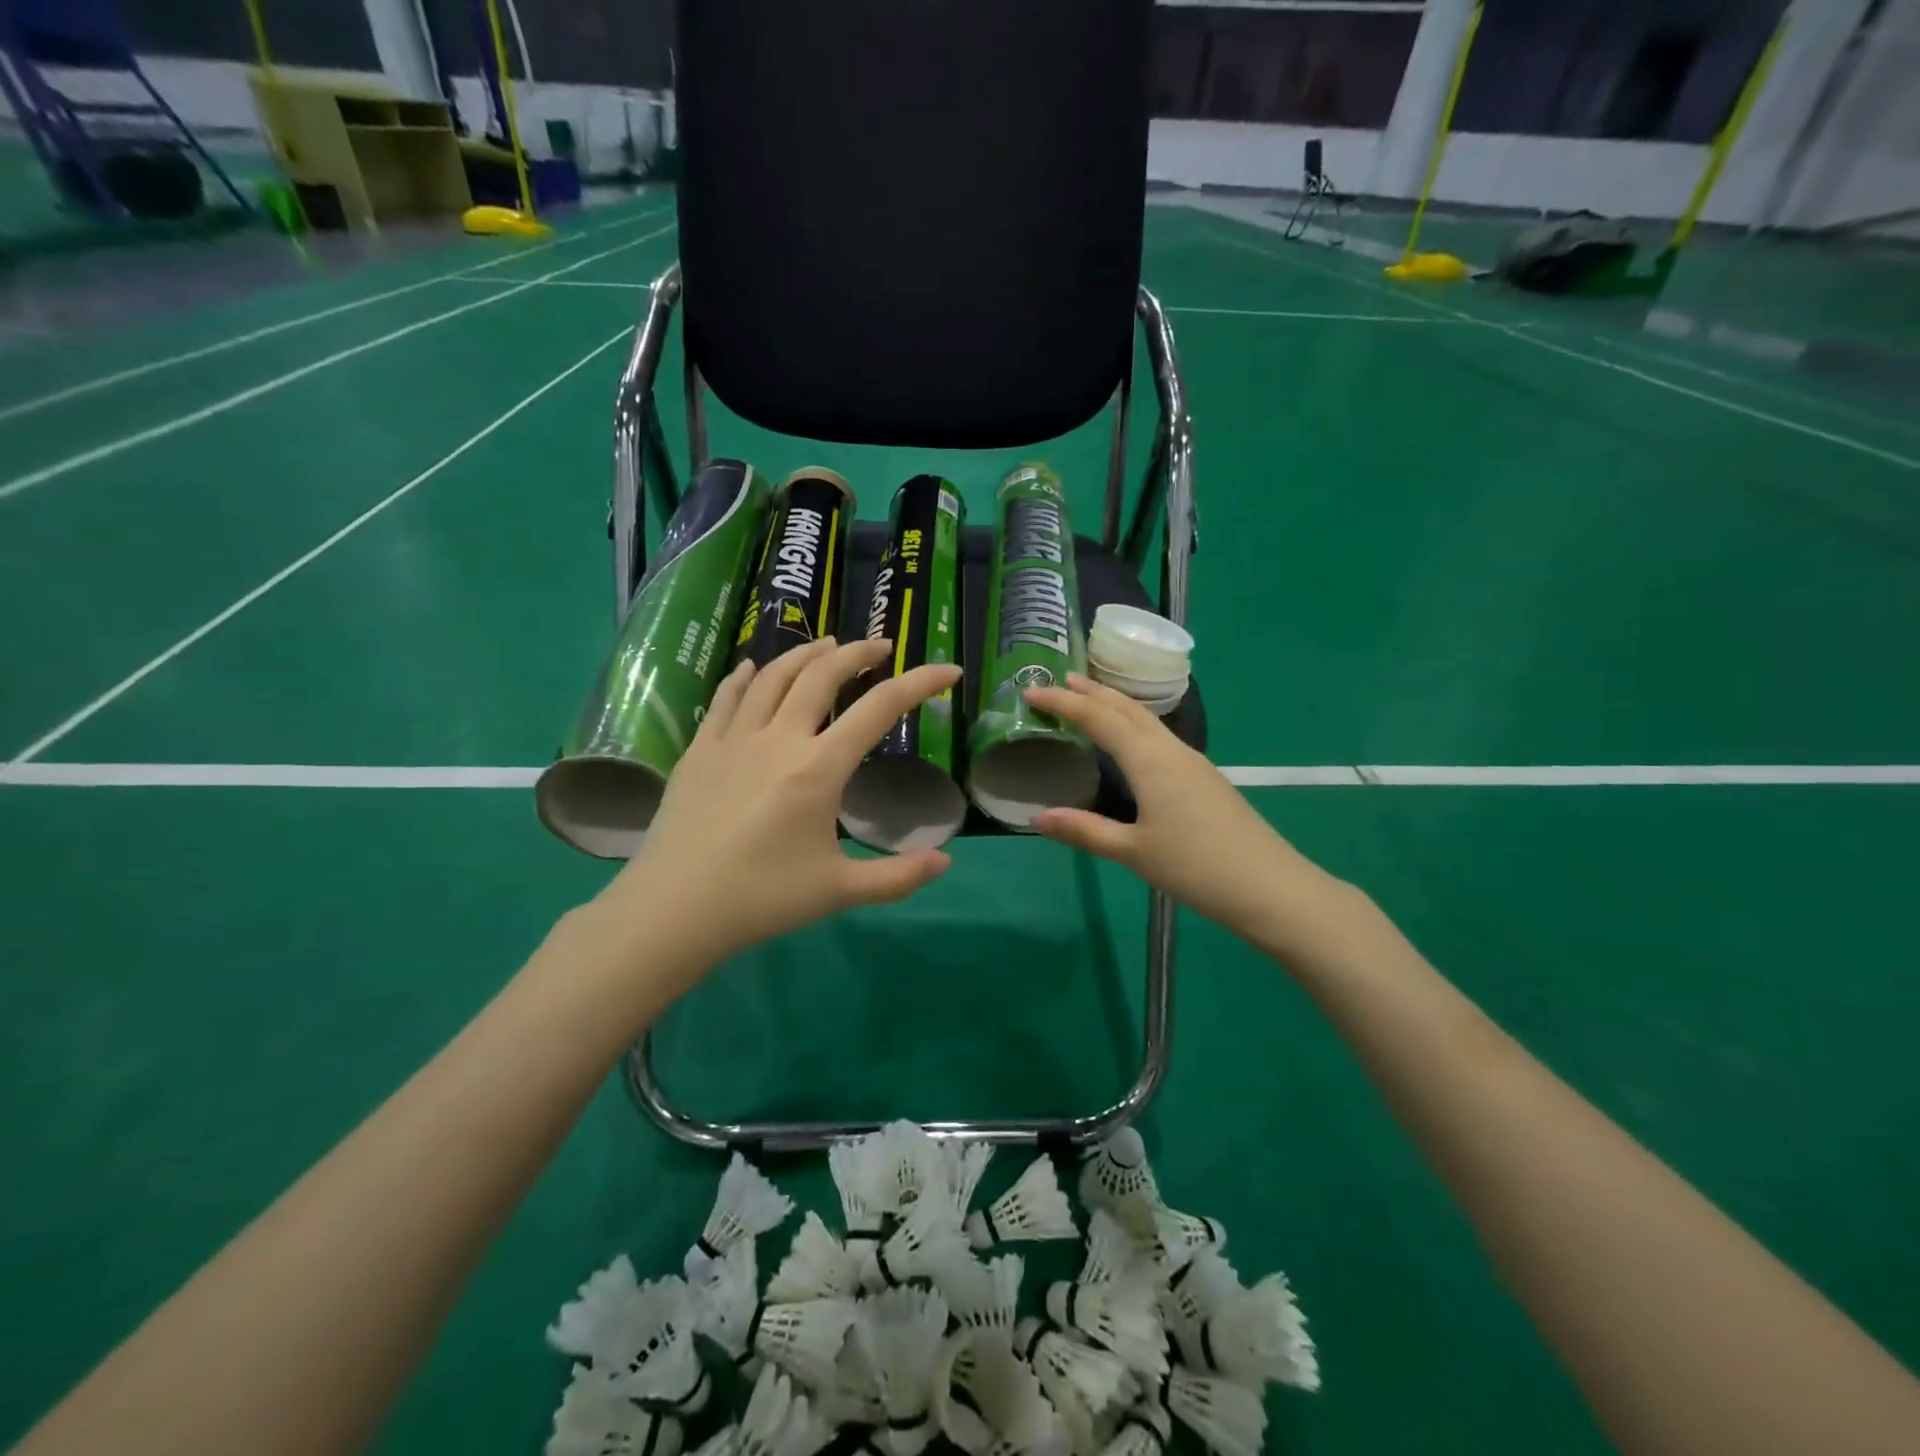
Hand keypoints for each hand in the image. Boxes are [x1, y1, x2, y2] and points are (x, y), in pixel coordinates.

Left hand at [597, 638, 962, 971]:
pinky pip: (726, 697)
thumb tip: (945, 861)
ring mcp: (734, 739)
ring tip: (826, 645)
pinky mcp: (700, 750)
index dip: (920, 683)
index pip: (880, 709)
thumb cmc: (762, 898)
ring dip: (805, 654)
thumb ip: (898, 877)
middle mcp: (779, 739)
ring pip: (773, 676)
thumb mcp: (839, 891)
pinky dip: (745, 676)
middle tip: (880, 646)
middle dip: (857, 653)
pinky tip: (751, 667)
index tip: (948, 671)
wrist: (674, 909)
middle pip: (822, 675)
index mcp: (819, 768)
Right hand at [1024, 674, 1339, 950]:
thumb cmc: (1196, 868)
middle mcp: (1171, 751)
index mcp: (1150, 761)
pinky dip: (1134, 724)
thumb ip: (1085, 831)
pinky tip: (1132, 741)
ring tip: (1090, 699)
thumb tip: (1038, 817)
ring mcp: (1193, 762)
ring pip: (1147, 720)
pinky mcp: (1205, 778)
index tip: (1032, 693)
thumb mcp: (1133, 853)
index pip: (1099, 719)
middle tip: (1061, 680)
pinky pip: (1160, 736)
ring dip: (1116, 705)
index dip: (1063, 704)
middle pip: (1127, 709)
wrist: (1270, 886)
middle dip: (1092, 692)